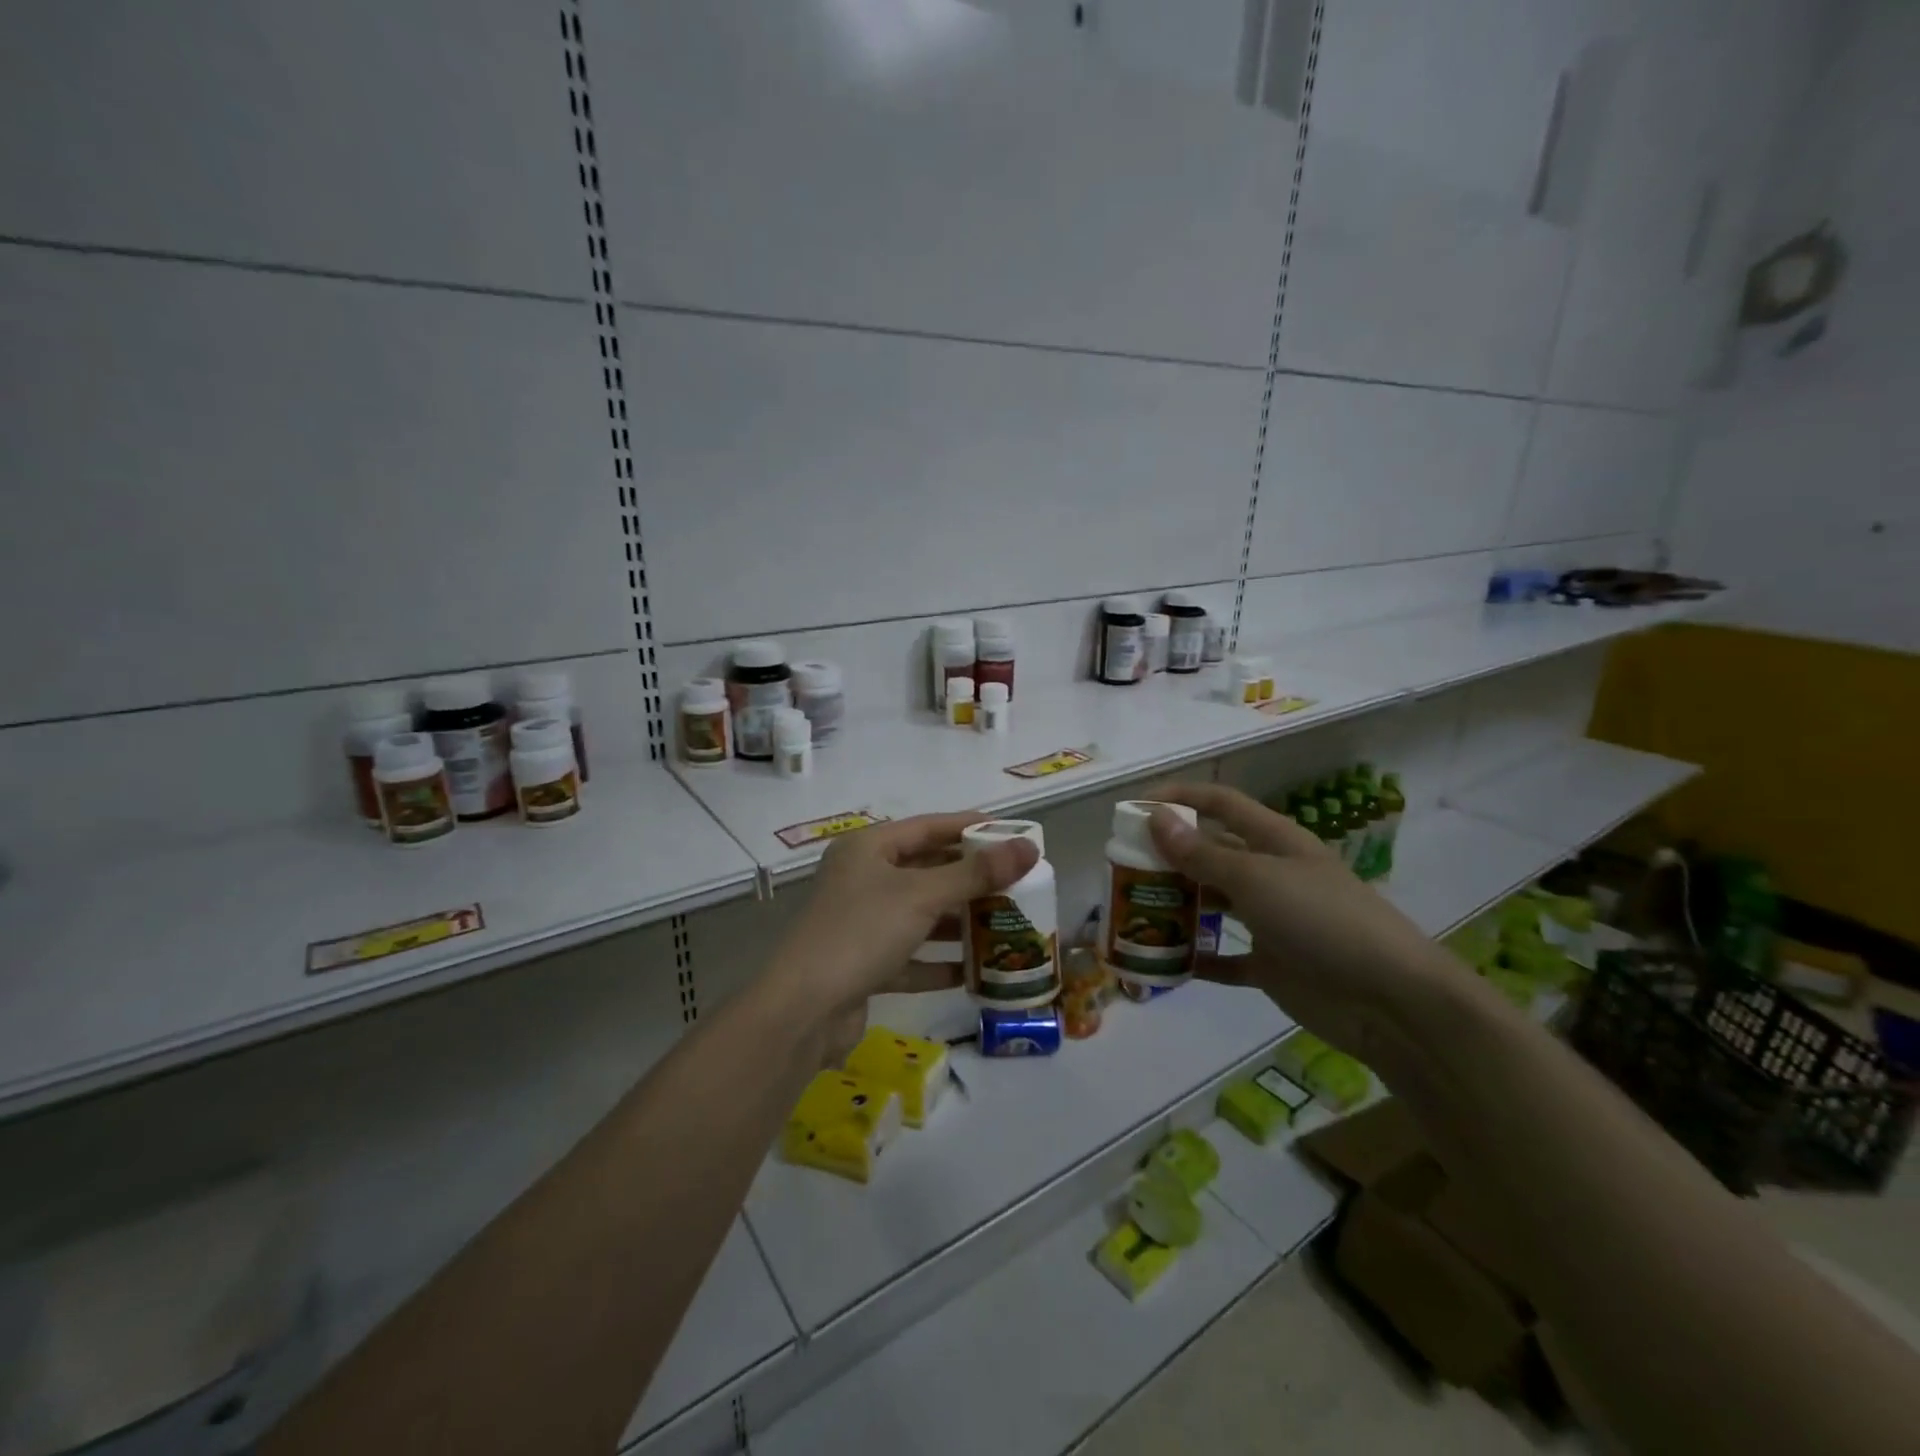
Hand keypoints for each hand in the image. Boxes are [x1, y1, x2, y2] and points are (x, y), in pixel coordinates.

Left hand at [769, 813, 1038, 1059]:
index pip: (929, 827)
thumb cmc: (861, 932)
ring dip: (959, 922)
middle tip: (1017, 884)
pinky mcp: (864, 965)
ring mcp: (861, 923)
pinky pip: (911, 956)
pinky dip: (940, 962)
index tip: (1013, 834)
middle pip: (926, 871)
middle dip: (970, 880)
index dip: (971, 828)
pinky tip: (976, 972)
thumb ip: (976, 873)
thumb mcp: (922, 896)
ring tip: (1005, 924)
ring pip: (920, 916)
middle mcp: (862, 879)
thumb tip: (1028, 846)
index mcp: (868, 849)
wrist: (802, 1010)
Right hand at [1146, 782, 1449, 1064]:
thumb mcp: (1257, 879)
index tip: (1135, 807)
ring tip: (1135, 909)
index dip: (1180, 798)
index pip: (1221, 804)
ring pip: (1214, 903)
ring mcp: (1273, 920)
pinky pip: (1226, 958)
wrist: (1392, 1001)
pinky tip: (1167, 961)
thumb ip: (1203, 853)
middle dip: (1170, 855)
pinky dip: (1199, 958)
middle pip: (1212, 853)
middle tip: (1124, 866)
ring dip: (1179, 905)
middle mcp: (1271, 874)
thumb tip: (1155, 818)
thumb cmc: (1322, 920)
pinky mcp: (1273, 964)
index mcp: (1274, 841)